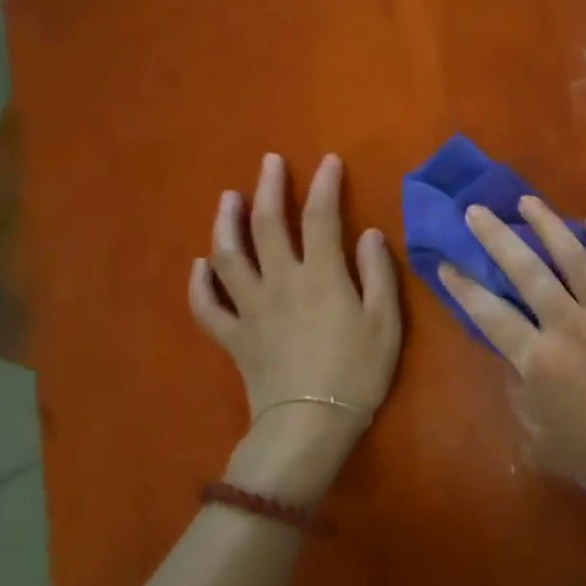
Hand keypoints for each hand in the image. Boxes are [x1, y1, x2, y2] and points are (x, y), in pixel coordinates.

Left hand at [188, 153, 400, 497]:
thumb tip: (369, 233)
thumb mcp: (386, 322)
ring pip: (229, 256)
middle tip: (269, 162)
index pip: (321, 217)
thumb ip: (378, 273)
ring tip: (228, 198)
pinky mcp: (233, 336)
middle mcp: (281, 282)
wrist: (310, 424)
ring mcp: (251, 308)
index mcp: (322, 276)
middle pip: (268, 225)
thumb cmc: (357, 373)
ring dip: (226, 222)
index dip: (324, 184)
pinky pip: (207, 306)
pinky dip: (199, 283)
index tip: (328, 160)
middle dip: (269, 188)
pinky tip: (200, 265)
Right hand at [438, 198, 585, 535]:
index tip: (445, 261)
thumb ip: (519, 395)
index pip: (489, 313)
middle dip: (495, 236)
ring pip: (573, 255)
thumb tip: (512, 358)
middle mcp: (569, 324)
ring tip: (527, 201)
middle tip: (476, 210)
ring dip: (547, 224)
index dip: (462, 286)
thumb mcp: (541, 442)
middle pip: (525, 270)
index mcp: (538, 360)